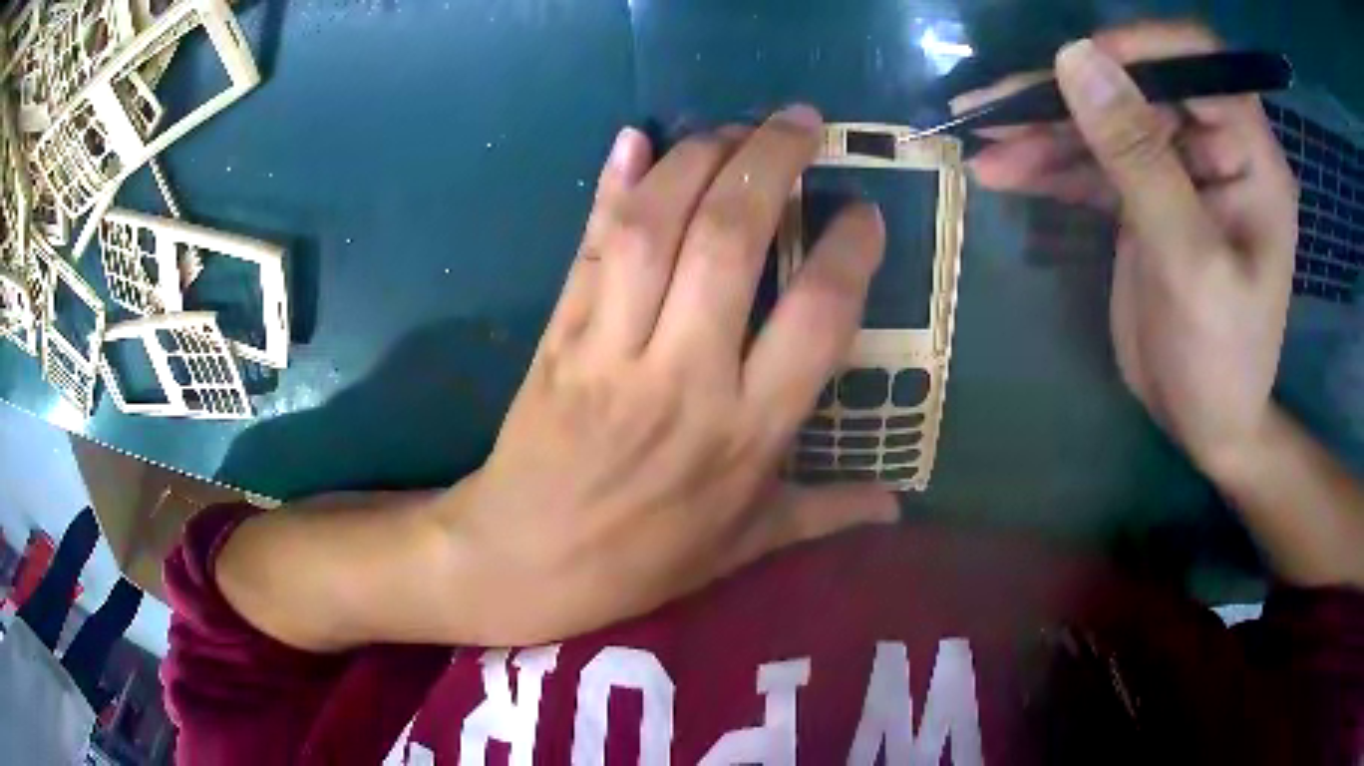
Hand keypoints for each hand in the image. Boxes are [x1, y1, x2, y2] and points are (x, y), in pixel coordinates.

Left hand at [440, 108, 896, 645]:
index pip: (816, 316)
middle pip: (730, 240)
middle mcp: (684, 378)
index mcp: (746, 434)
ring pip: (654, 226)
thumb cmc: (639, 561)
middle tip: (801, 120)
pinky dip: (610, 187)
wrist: (521, 563)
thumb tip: (897, 508)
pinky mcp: (558, 335)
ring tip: (734, 126)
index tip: (863, 211)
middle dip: (770, 161)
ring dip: (697, 157)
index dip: (847, 249)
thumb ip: (824, 516)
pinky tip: (632, 139)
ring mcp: (611, 349)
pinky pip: (589, 249)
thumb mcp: (743, 548)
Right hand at [956, 22, 1298, 471]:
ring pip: (1104, 121)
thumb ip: (1140, 160)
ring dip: (1043, 129)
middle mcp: (1213, 147)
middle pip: (1135, 85)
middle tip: (994, 109)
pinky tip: (1001, 172)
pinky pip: (1090, 162)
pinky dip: (1046, 164)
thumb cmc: (1221, 359)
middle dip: (1067, 94)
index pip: (1196, 60)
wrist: (1206, 425)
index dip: (1137, 49)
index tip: (1074, 68)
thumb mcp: (1189, 264)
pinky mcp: (1142, 196)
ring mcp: (1175, 169)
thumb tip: (1076, 59)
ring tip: (982, 141)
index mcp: (1248, 155)